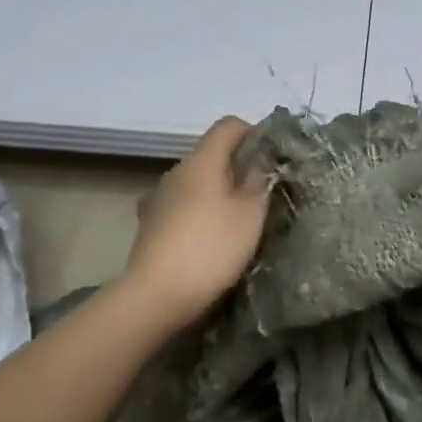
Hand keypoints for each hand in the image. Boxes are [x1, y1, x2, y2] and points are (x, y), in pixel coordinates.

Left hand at [119, 116, 273, 323]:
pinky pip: (181, 206)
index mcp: (201, 160)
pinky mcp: (150, 225)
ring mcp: (158, 198)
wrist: (156, 296)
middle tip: (261, 194)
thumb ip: (259, 182)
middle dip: (237, 167)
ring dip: (217, 192)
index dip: (253, 133)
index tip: (271, 158)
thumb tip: (260, 160)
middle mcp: (176, 171)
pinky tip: (207, 237)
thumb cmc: (211, 247)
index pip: (228, 125)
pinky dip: (198, 212)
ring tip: (236, 220)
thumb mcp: (250, 215)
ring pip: (195, 182)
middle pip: (211, 154)